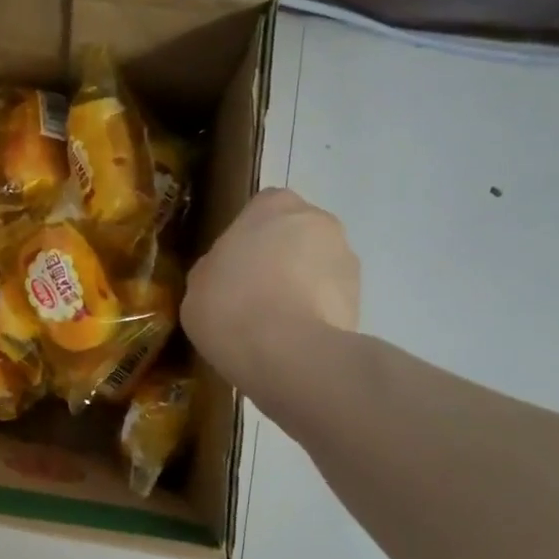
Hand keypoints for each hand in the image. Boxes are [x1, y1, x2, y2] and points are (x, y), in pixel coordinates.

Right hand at [182, 188, 359, 382]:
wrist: (286, 352)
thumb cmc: (230, 305)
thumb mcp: (198, 284)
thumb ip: (216, 267)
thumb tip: (227, 274)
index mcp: (274, 206)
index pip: (261, 210)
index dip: (247, 239)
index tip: (233, 267)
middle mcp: (318, 220)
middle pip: (295, 235)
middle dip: (280, 259)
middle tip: (252, 295)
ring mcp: (346, 258)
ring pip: (317, 266)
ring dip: (301, 286)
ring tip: (274, 324)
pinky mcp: (361, 298)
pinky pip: (330, 299)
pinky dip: (315, 312)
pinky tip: (292, 339)